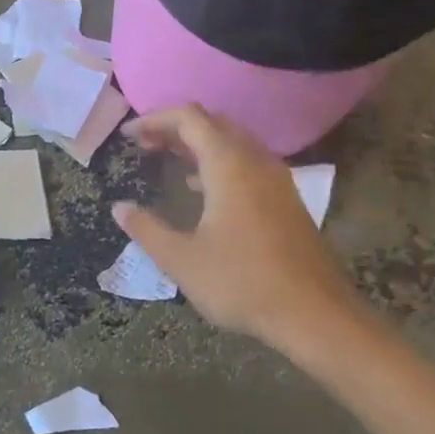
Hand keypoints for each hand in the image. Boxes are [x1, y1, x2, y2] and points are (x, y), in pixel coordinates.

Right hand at [113, 105, 368, 365]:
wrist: (314, 314)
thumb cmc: (242, 283)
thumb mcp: (181, 259)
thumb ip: (147, 229)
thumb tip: (120, 208)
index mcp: (229, 165)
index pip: (189, 118)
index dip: (155, 119)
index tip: (128, 136)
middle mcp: (256, 161)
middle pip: (213, 124)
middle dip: (175, 128)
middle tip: (145, 146)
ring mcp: (277, 180)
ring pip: (233, 143)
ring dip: (198, 145)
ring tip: (167, 160)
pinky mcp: (286, 200)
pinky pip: (247, 163)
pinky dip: (218, 163)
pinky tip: (201, 190)